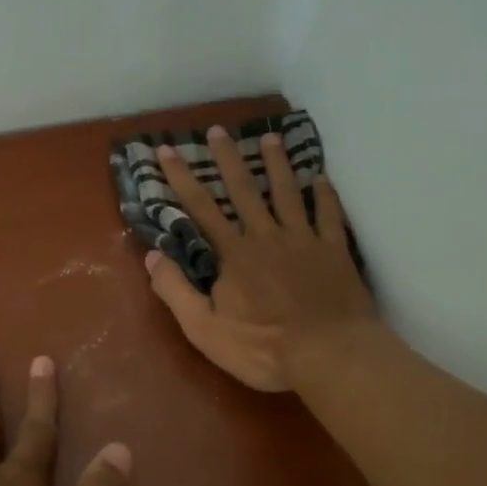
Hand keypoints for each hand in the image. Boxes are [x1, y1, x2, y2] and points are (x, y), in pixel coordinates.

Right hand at [143, 126, 378, 391]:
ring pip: (288, 193)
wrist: (330, 355)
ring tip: (270, 138)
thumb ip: (176, 291)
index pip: (201, 208)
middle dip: (228, 158)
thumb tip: (152, 257)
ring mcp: (304, 240)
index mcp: (234, 253)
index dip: (181, 178)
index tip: (166, 150)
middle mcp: (267, 236)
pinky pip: (328, 215)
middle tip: (219, 130)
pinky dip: (325, 195)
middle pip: (244, 190)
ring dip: (277, 164)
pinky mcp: (334, 251)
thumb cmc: (264, 348)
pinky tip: (321, 178)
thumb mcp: (205, 330)